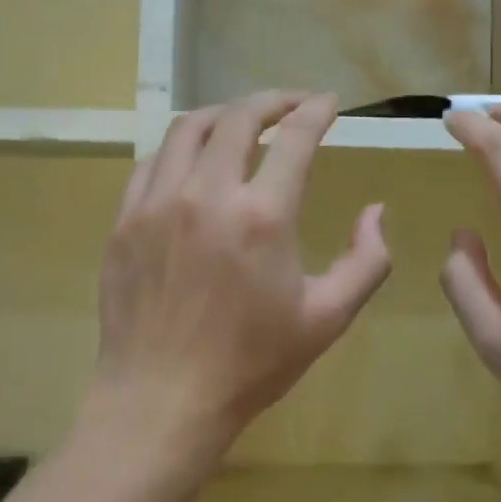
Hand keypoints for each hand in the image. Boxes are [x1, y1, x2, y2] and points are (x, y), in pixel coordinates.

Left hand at [91, 92, 392, 463]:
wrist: (161, 400)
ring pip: (188, 128)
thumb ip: (366, 260)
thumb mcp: (328, 318)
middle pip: (239, 117)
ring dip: (222, 113)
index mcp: (263, 216)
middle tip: (291, 104)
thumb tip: (375, 211)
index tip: (328, 103)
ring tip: (242, 120)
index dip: (316, 111)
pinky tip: (192, 161)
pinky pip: (152, 162)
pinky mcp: (125, 220)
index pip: (295, 137)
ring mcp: (158, 203)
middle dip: (272, 101)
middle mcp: (207, 194)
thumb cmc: (251, 364)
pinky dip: (180, 148)